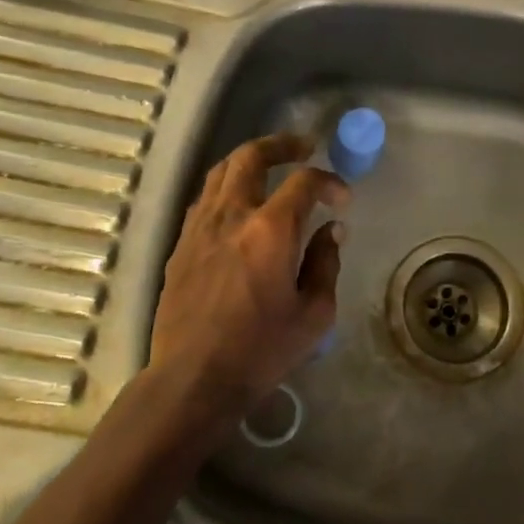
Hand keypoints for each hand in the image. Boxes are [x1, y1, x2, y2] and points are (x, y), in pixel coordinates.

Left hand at [149, 133, 346, 422]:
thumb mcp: (314, 314)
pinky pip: (205, 199)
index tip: (343, 199)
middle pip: (251, 156)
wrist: (193, 379)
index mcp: (270, 230)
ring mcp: (200, 227)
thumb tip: (331, 230)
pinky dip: (227, 188)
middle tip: (304, 147)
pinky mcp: (180, 245)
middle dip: (281, 145)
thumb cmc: (261, 350)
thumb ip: (326, 263)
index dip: (329, 182)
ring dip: (249, 160)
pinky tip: (239, 205)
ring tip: (270, 166)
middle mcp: (231, 216)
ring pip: (221, 171)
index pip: (304, 182)